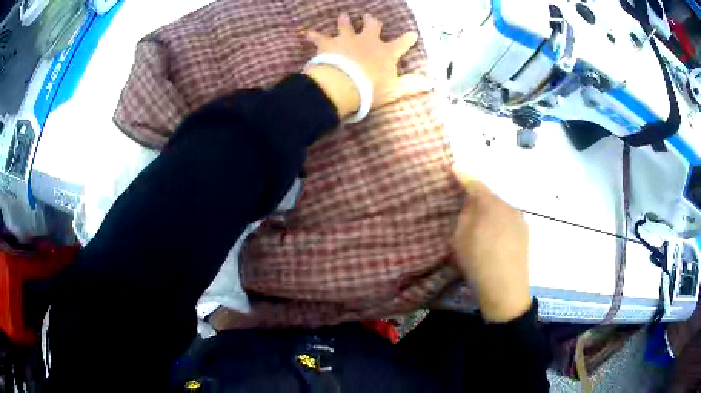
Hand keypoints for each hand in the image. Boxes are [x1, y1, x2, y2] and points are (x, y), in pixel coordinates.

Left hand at [303, 13, 419, 117]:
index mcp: (385, 52)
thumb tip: (430, 84)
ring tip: (343, 15)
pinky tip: (305, 32)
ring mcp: (347, 39)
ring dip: (344, 21)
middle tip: (370, 17)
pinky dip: (312, 35)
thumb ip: (411, 85)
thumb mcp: (395, 89)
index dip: (407, 38)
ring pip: (346, 25)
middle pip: (372, 26)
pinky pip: (318, 37)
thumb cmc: (371, 89)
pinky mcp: (329, 44)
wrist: (344, 85)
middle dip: (372, 21)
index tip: (412, 34)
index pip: (401, 43)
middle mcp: (367, 41)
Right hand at [453, 173, 531, 322]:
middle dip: (478, 198)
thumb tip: (471, 202)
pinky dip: (500, 223)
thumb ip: (465, 214)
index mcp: (490, 204)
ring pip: (501, 209)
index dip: (464, 177)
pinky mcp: (525, 233)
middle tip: (466, 206)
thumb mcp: (460, 238)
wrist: (505, 288)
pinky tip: (495, 238)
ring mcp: (519, 220)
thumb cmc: (478, 261)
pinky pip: (508, 220)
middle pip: (490, 196)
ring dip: (490, 211)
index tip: (455, 170)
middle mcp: (508, 206)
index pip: (475, 184)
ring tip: (482, 226)